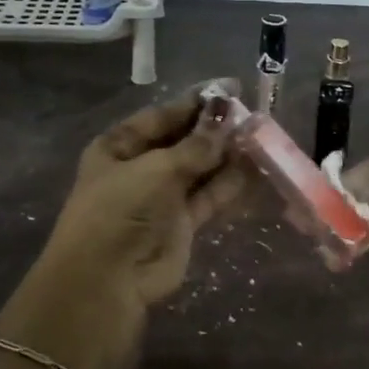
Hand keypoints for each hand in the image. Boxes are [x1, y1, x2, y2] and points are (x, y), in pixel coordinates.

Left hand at [38, 90, 247, 308]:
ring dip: (226, 154)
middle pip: (183, 141)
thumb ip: (196, 146)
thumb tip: (226, 119)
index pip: (161, 116)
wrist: (108, 280)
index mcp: (118, 147)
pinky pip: (210, 196)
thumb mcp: (156, 169)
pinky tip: (257, 167)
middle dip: (214, 128)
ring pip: (200, 168)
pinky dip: (231, 183)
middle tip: (251, 113)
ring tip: (260, 136)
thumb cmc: (121, 210)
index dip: (194, 102)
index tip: (229, 88)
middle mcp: (140, 168)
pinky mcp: (183, 224)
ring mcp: (162, 197)